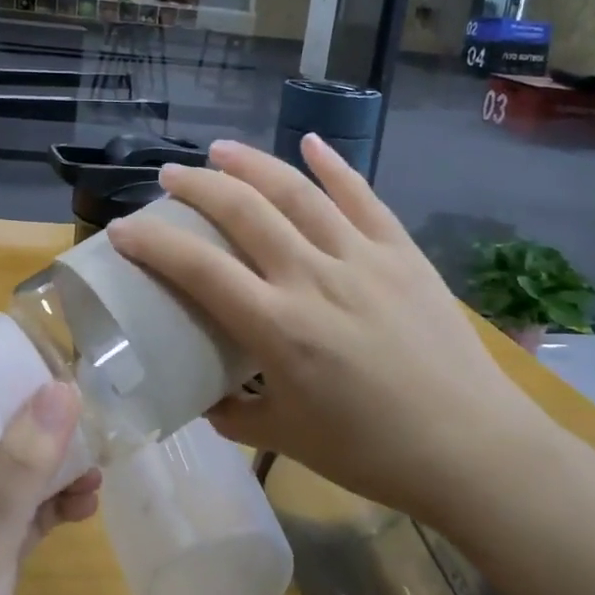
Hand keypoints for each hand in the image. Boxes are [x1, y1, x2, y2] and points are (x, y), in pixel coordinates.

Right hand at [106, 135, 550, 521]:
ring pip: (299, 192)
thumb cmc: (373, 452)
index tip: (122, 229)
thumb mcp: (287, 438)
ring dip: (253, 164)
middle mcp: (314, 278)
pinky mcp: (401, 252)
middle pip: (244, 212)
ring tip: (220, 150)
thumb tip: (200, 396)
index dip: (153, 243)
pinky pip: (363, 197)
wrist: (472, 448)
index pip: (199, 270)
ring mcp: (362, 258)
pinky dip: (334, 165)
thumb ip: (233, 414)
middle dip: (198, 187)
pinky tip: (311, 142)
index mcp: (279, 328)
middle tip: (170, 176)